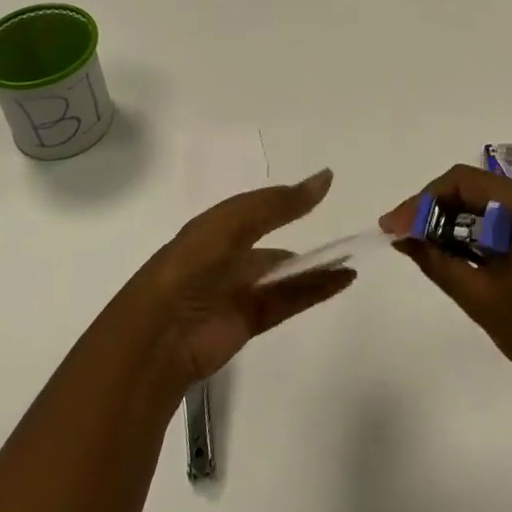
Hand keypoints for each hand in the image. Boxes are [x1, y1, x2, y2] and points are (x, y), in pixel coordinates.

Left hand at [116, 168, 355, 396]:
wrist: (161, 333)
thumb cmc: (193, 265)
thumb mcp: (233, 223)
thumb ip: (279, 203)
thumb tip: (325, 178)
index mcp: (214, 229)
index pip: (256, 209)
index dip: (287, 200)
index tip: (324, 188)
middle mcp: (226, 257)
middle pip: (271, 244)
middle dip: (302, 236)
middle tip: (342, 230)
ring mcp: (238, 291)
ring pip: (284, 274)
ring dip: (314, 266)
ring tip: (350, 256)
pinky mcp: (249, 321)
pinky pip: (289, 300)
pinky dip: (315, 289)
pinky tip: (342, 280)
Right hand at [381, 165, 511, 398]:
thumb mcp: (480, 296)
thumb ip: (436, 259)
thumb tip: (400, 234)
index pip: (466, 181)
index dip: (424, 200)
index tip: (394, 226)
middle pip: (479, 189)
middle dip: (438, 210)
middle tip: (403, 236)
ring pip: (493, 205)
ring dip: (458, 222)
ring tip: (424, 246)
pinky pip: (510, 221)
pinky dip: (481, 234)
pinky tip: (459, 254)